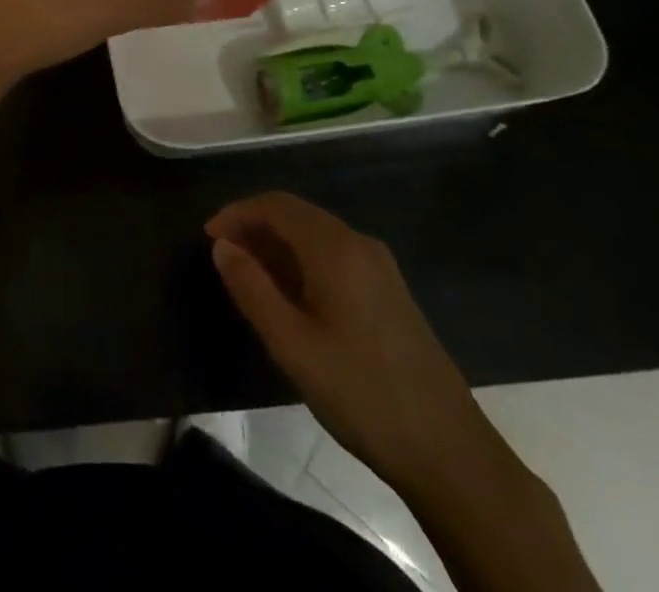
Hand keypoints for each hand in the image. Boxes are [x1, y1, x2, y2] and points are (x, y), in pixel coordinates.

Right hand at [207, 192, 511, 498]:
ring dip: (278, 246)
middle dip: (255, 227)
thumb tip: (221, 246)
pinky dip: (302, 262)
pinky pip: (335, 257)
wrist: (450, 452)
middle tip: (223, 256)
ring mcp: (380, 268)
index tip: (208, 237)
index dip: (237, 213)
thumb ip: (251, 288)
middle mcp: (359, 244)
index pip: (276, 205)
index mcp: (335, 248)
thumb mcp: (292, 345)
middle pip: (297, 215)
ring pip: (316, 236)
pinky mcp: (389, 293)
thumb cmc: (362, 393)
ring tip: (248, 276)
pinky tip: (290, 296)